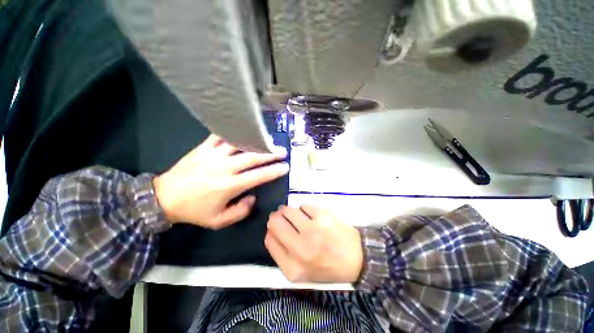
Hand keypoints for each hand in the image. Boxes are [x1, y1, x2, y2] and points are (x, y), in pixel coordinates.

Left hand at [153, 135, 288, 228]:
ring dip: (255, 142)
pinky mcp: (203, 148)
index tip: (285, 167)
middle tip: (282, 151)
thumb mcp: (218, 221)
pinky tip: (242, 131)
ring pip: (239, 144)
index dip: (274, 171)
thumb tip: (253, 197)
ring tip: (266, 140)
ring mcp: (213, 155)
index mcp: (229, 186)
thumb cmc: (194, 211)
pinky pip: (220, 136)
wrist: (164, 198)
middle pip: (253, 157)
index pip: (258, 176)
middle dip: (270, 154)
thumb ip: (241, 211)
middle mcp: (224, 168)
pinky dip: (232, 132)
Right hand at [265, 205, 362, 282]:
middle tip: (283, 215)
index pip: (269, 239)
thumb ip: (281, 254)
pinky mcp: (323, 215)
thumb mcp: (301, 272)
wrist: (357, 258)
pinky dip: (305, 209)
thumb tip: (271, 230)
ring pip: (288, 210)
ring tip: (299, 217)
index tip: (276, 226)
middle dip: (277, 216)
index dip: (270, 230)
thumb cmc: (326, 266)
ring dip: (290, 211)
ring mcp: (312, 229)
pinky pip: (304, 205)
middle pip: (275, 221)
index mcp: (293, 267)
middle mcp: (300, 248)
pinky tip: (313, 217)